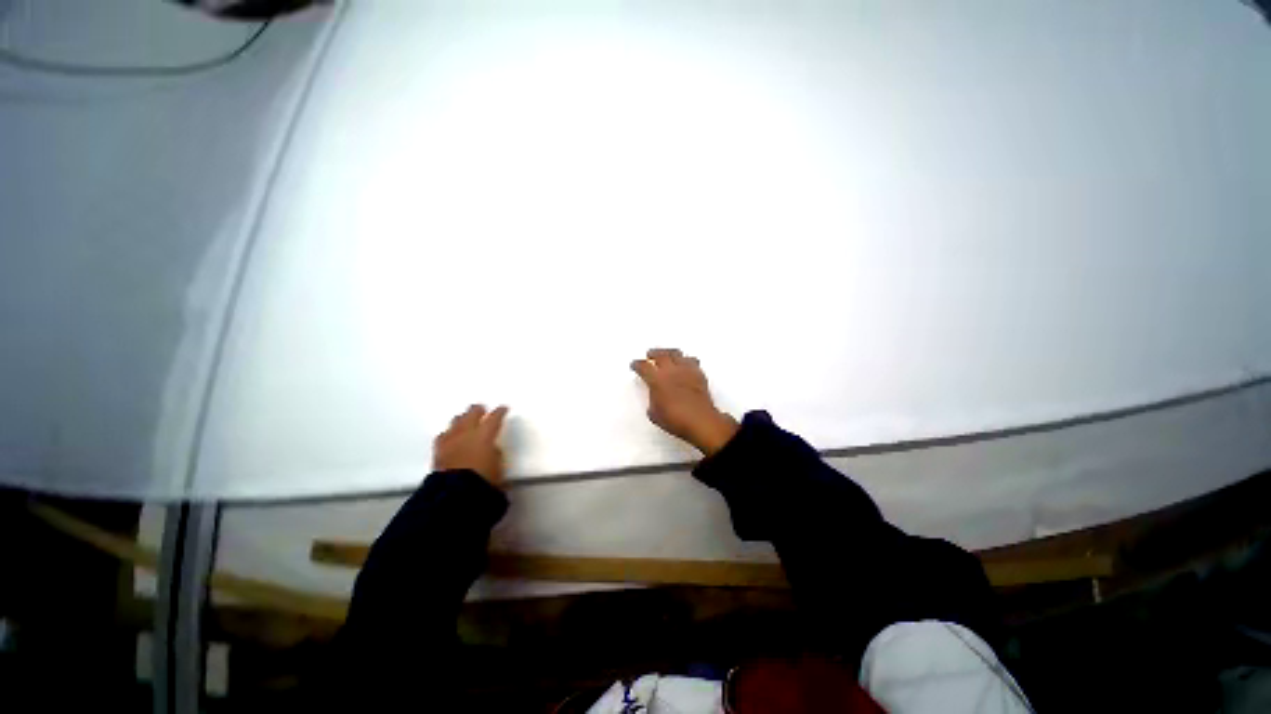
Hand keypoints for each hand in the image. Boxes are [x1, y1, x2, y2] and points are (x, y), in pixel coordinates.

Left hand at [433, 404, 508, 485]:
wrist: (454, 495)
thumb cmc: (483, 481)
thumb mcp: (499, 467)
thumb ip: (496, 454)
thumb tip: (492, 449)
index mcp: (484, 435)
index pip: (494, 418)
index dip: (499, 412)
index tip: (503, 408)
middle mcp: (466, 434)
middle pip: (471, 415)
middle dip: (477, 410)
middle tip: (481, 408)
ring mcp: (450, 442)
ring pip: (455, 423)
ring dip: (461, 419)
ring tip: (464, 418)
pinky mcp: (438, 453)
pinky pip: (443, 437)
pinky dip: (448, 433)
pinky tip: (449, 435)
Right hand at [631, 348, 738, 455]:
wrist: (701, 421)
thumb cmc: (675, 420)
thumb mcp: (655, 414)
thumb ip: (652, 400)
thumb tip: (655, 396)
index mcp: (657, 380)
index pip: (644, 366)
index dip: (638, 365)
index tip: (635, 364)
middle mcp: (671, 371)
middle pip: (660, 355)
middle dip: (653, 354)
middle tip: (649, 354)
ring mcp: (686, 370)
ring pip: (676, 354)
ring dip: (669, 353)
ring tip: (667, 355)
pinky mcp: (699, 374)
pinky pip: (691, 361)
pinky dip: (685, 360)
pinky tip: (685, 364)